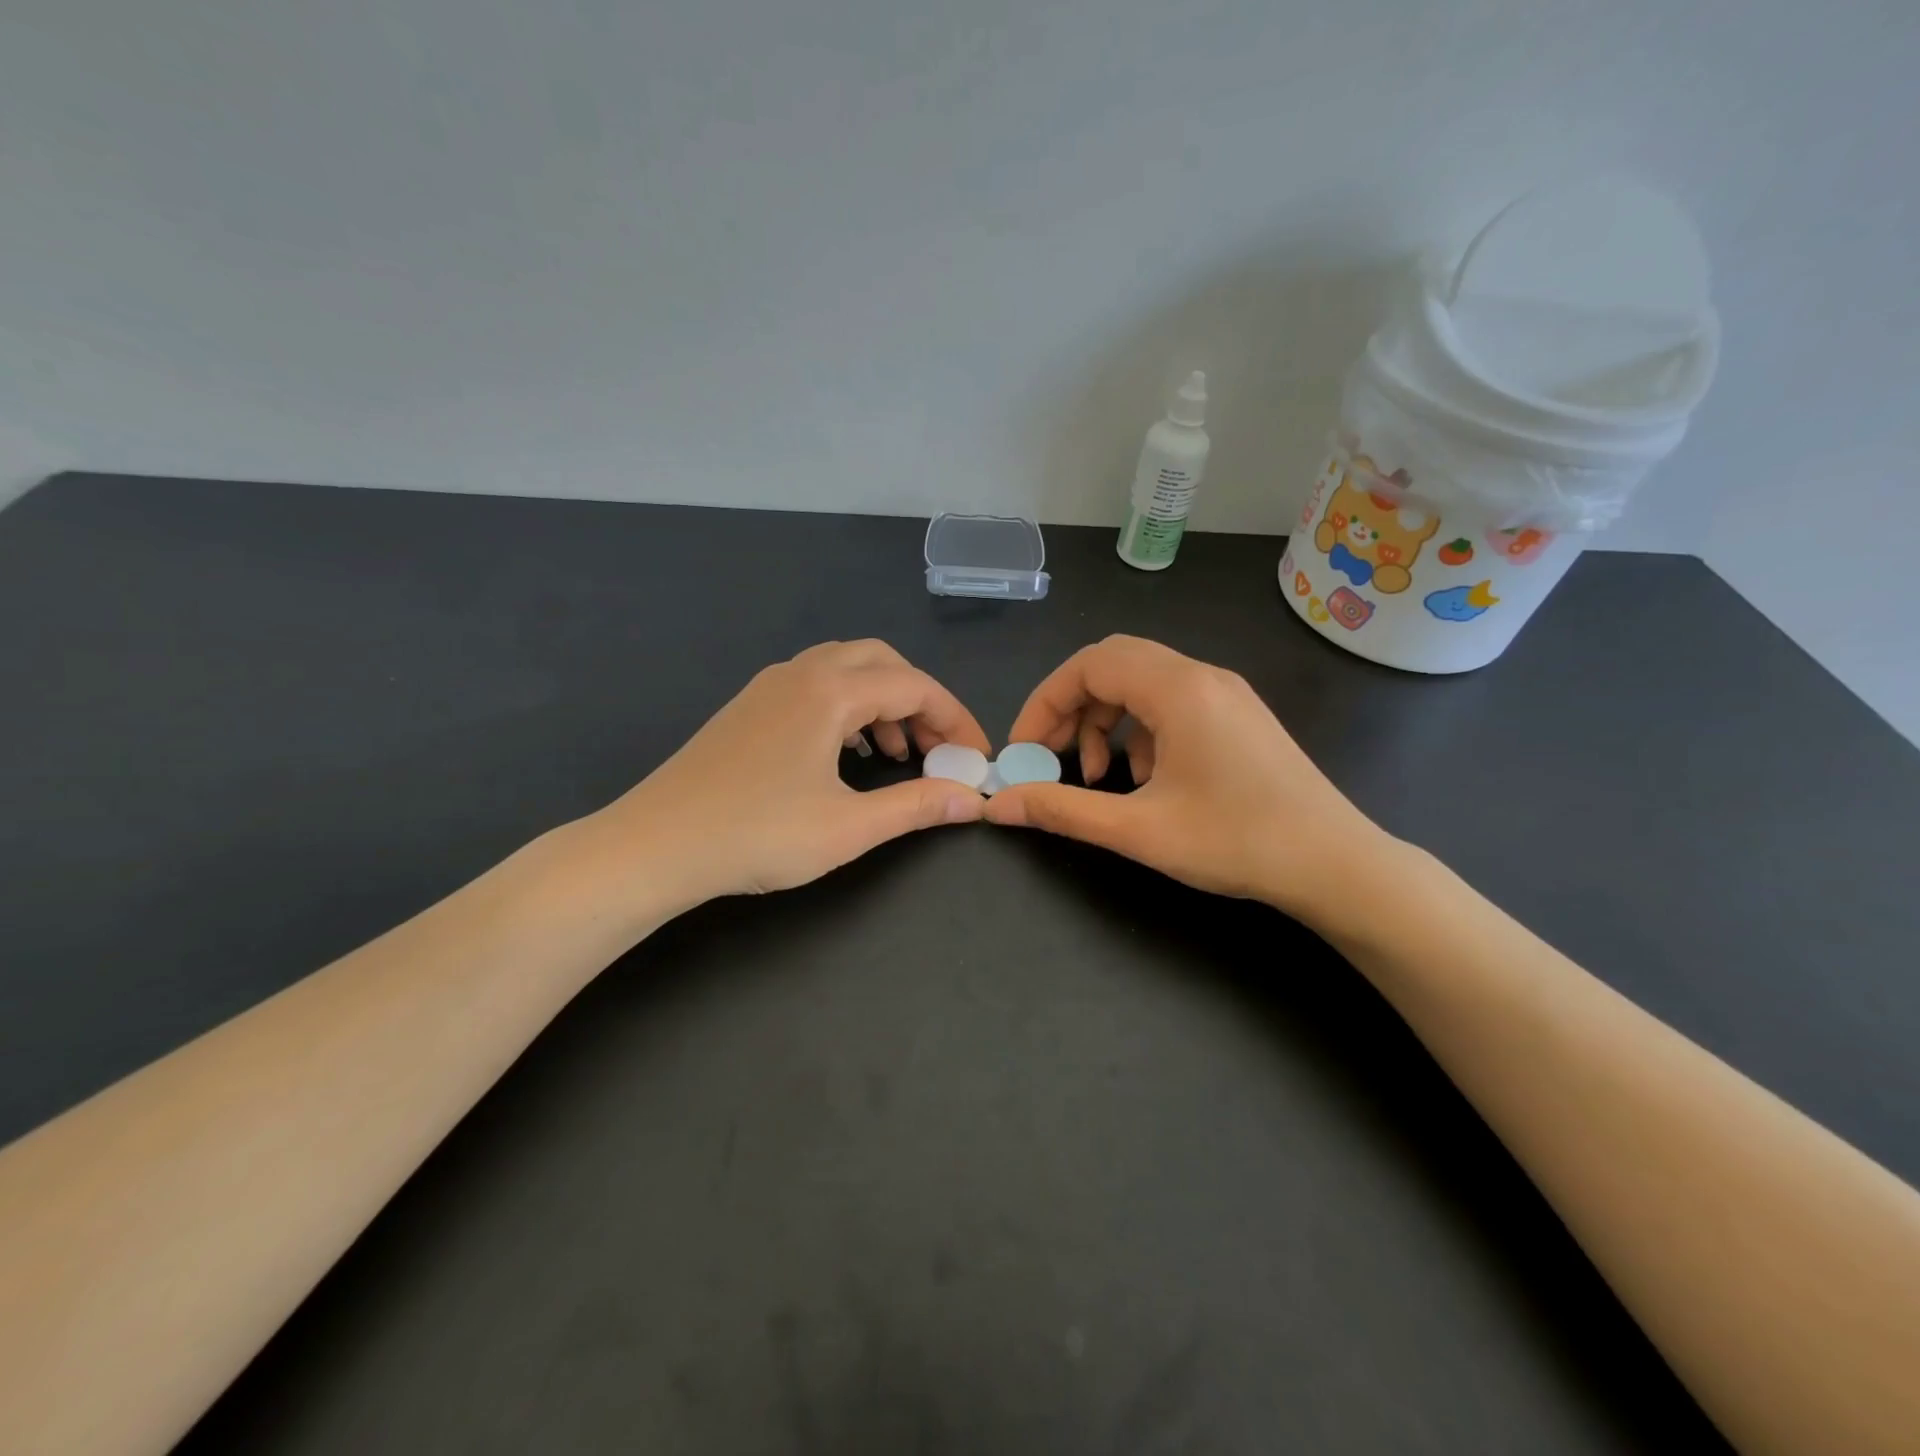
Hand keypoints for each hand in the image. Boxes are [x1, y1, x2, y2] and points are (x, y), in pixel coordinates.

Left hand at [585, 641, 990, 911]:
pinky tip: (847, 752)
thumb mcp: (848, 827)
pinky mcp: (749, 707)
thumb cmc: (756, 835)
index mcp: (829, 691)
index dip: (955, 719)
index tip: (976, 757)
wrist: (654, 846)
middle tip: (936, 748)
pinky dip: (848, 706)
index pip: (915, 685)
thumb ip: (916, 806)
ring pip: (845, 669)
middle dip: (920, 700)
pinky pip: (815, 686)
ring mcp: (769, 686)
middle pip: (882, 661)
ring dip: (883, 701)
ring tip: (898, 753)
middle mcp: (801, 673)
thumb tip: (971, 799)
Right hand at [984, 636, 1391, 922]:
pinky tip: (1145, 779)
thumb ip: (1062, 809)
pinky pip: (1171, 702)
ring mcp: (1224, 692)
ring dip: (1105, 720)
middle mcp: (1201, 675)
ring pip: (1141, 682)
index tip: (1024, 749)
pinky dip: (1140, 730)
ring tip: (1099, 777)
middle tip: (1051, 754)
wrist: (1336, 864)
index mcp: (1178, 689)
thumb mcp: (1138, 829)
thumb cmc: (1236, 842)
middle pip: (1112, 664)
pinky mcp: (1237, 714)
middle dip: (1070, 707)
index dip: (1044, 702)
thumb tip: (998, 805)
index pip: (1088, 665)